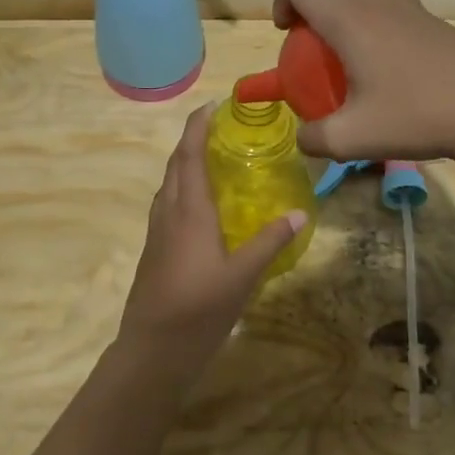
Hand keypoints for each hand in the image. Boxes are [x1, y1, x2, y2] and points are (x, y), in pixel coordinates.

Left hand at [115, 103, 306, 388]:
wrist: (152, 350)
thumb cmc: (198, 309)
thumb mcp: (243, 276)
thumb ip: (270, 242)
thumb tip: (301, 212)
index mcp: (188, 210)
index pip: (189, 154)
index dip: (198, 126)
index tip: (213, 104)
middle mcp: (169, 212)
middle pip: (176, 164)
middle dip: (193, 140)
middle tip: (221, 127)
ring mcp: (157, 231)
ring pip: (169, 184)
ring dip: (186, 163)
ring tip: (214, 158)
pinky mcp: (155, 249)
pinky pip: (169, 204)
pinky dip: (184, 189)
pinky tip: (203, 205)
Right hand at [272, 0, 454, 163]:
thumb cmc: (417, 116)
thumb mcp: (353, 139)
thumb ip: (315, 139)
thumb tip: (305, 138)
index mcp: (347, 18)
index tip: (291, 34)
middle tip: (317, 18)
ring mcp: (408, 2)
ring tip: (351, 17)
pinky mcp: (432, 15)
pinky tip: (387, 43)